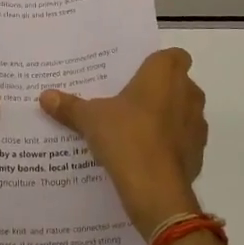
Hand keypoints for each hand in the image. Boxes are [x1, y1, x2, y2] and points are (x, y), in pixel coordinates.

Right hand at [41, 49, 207, 237]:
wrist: (155, 189)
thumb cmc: (126, 136)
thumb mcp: (90, 118)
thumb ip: (70, 106)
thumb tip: (44, 96)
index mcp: (165, 73)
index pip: (175, 55)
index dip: (159, 63)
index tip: (139, 74)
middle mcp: (188, 93)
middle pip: (178, 84)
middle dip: (160, 91)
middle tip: (130, 101)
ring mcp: (197, 124)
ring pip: (183, 112)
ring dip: (167, 118)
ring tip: (136, 130)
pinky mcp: (199, 153)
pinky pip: (184, 141)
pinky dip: (170, 145)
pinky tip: (147, 156)